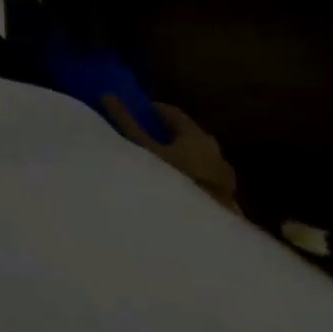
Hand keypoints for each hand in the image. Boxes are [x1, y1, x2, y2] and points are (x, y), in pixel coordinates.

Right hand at [102, 97, 241, 213]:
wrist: (206, 237)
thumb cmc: (172, 182)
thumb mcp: (142, 150)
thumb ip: (125, 122)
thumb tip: (107, 94)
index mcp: (198, 137)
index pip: (173, 113)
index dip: (151, 110)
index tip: (132, 113)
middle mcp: (216, 153)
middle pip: (185, 136)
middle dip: (163, 135)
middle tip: (138, 139)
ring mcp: (224, 180)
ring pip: (194, 159)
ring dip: (175, 158)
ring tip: (152, 166)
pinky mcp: (225, 202)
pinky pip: (200, 180)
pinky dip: (185, 177)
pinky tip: (170, 189)